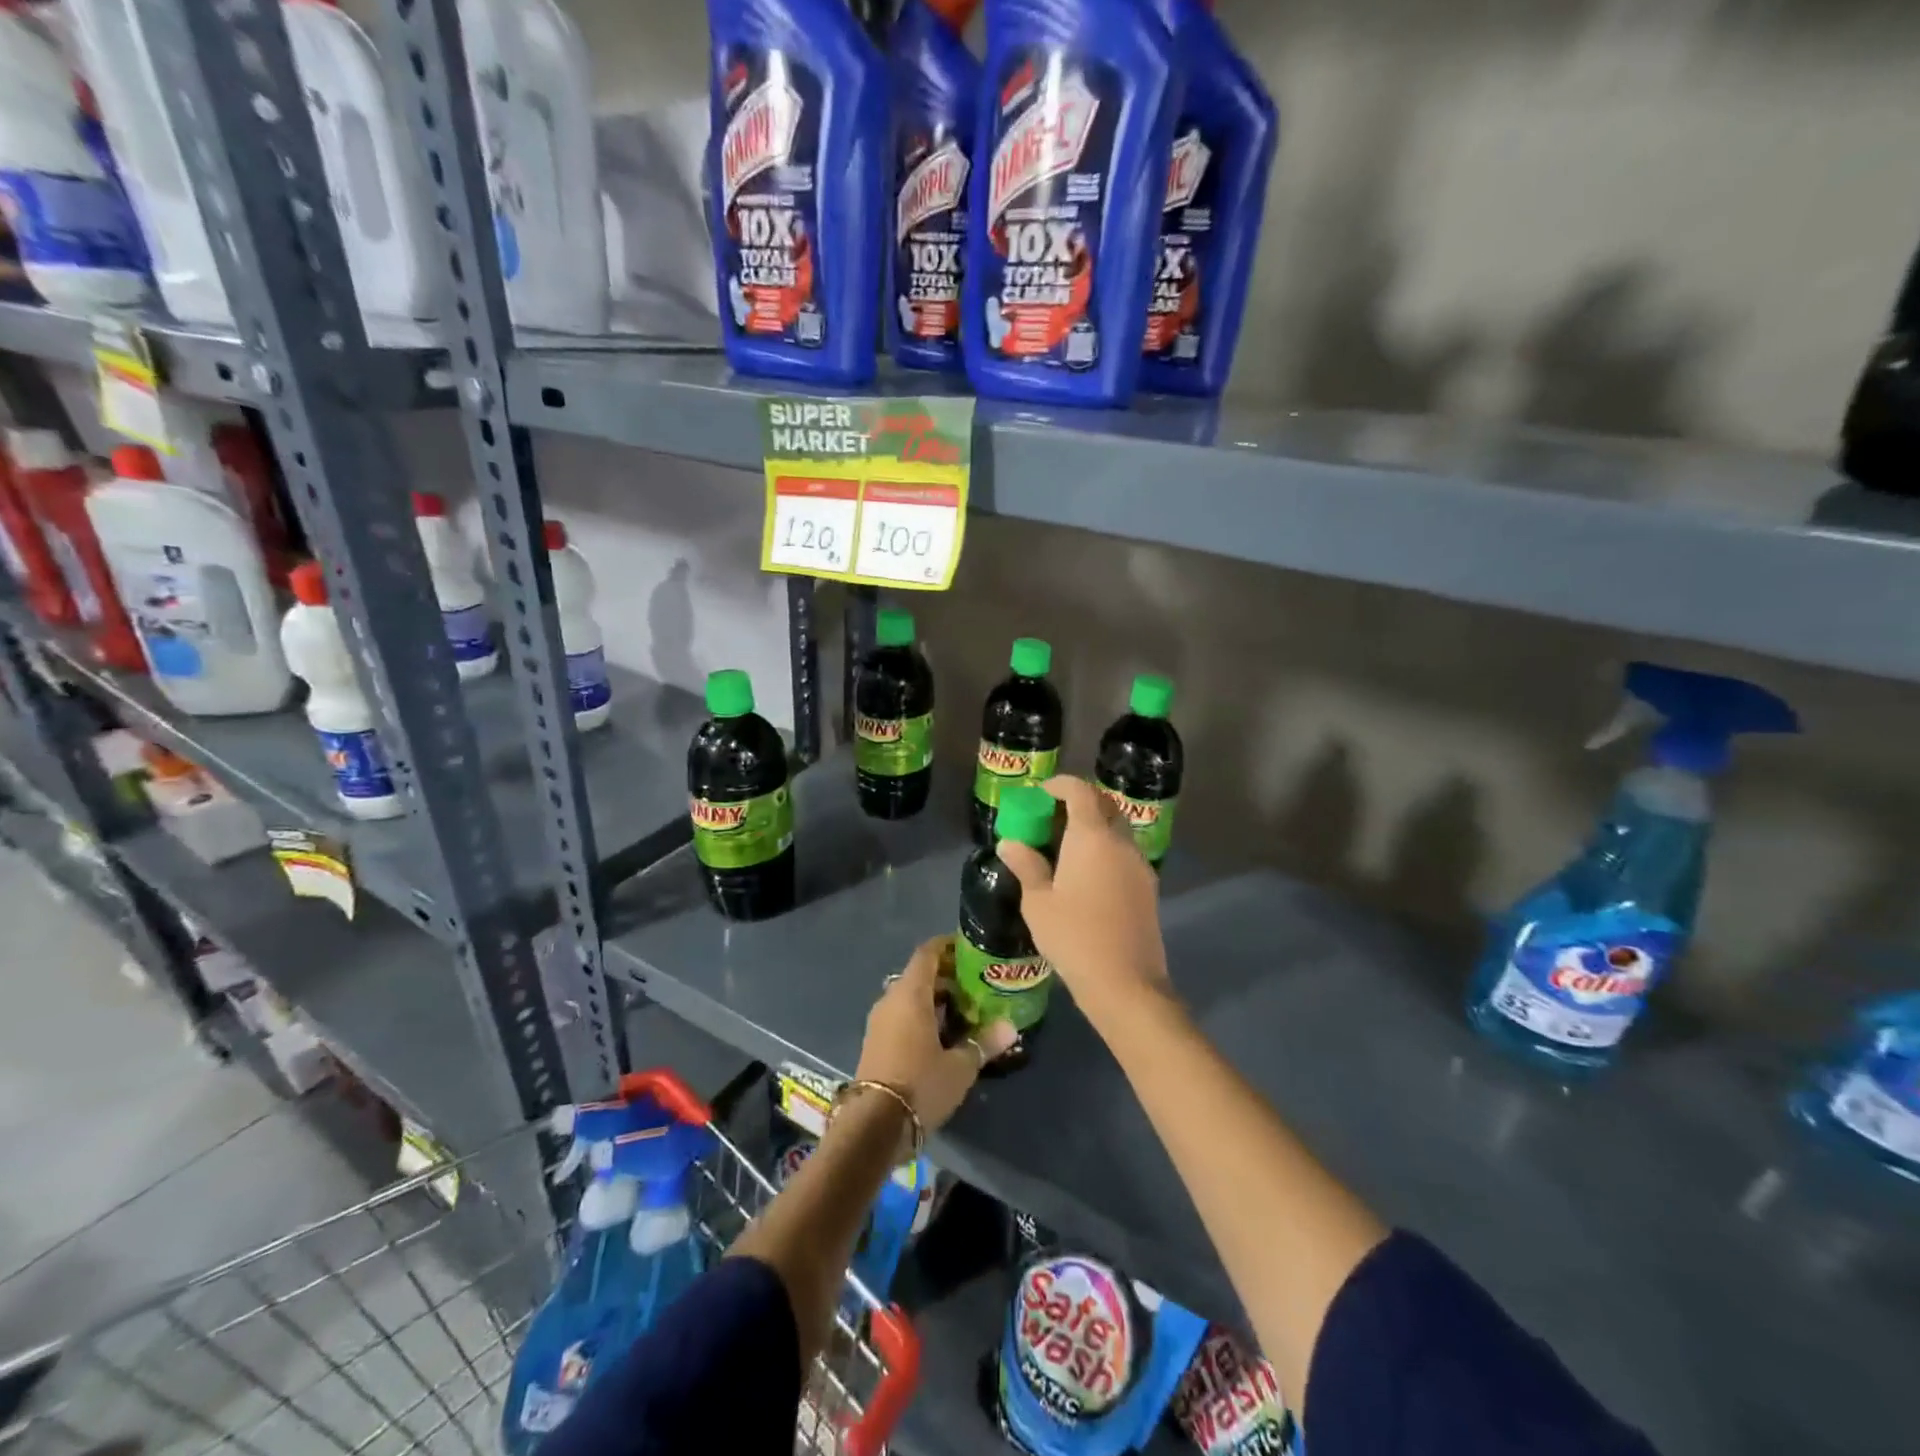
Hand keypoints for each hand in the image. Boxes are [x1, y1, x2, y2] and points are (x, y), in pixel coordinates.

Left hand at [855, 936, 1015, 1133]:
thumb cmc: (920, 1085)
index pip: (927, 953)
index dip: (947, 945)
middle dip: (947, 977)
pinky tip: (942, 1036)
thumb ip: (984, 1042)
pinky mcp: (875, 1042)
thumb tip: (1011, 1027)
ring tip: (965, 1012)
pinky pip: (901, 1016)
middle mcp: (891, 1000)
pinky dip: (921, 1016)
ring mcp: (879, 1021)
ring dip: (934, 999)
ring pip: (909, 998)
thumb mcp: (960, 1066)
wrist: (873, 1126)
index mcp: (910, 994)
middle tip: (976, 986)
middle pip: (919, 975)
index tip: (969, 948)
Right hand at [995, 776, 1173, 1032]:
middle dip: (1081, 802)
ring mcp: (1139, 864)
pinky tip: (1087, 875)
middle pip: (1105, 804)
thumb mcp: (1038, 902)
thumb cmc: (1074, 936)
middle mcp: (1120, 842)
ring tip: (1067, 848)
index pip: (1080, 791)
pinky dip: (1107, 849)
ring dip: (1095, 827)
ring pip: (1118, 829)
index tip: (1041, 793)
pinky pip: (1125, 853)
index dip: (1060, 785)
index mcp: (1092, 836)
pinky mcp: (1148, 886)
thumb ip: (1026, 866)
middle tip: (1053, 818)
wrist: (1125, 982)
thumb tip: (1009, 843)